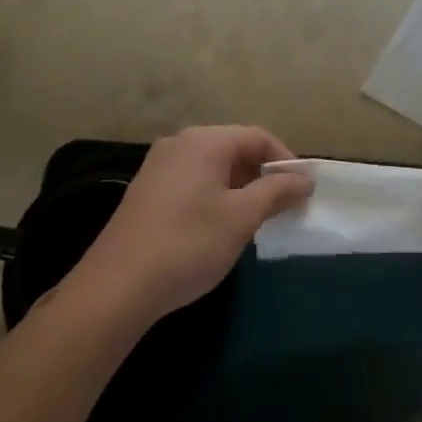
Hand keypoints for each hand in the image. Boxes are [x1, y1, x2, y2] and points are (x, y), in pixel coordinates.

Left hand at [68, 126, 312, 332]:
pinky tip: (218, 226)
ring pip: (212, 165)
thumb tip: (303, 179)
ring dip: (239, 186)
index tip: (302, 191)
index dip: (285, 160)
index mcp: (204, 141)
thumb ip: (276, 192)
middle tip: (281, 208)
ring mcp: (159, 165)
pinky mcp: (147, 189)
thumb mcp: (241, 218)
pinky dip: (214, 194)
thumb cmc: (188, 244)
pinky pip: (192, 179)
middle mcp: (179, 143)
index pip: (257, 136)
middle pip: (233, 147)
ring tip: (254, 220)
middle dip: (262, 174)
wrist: (117, 285)